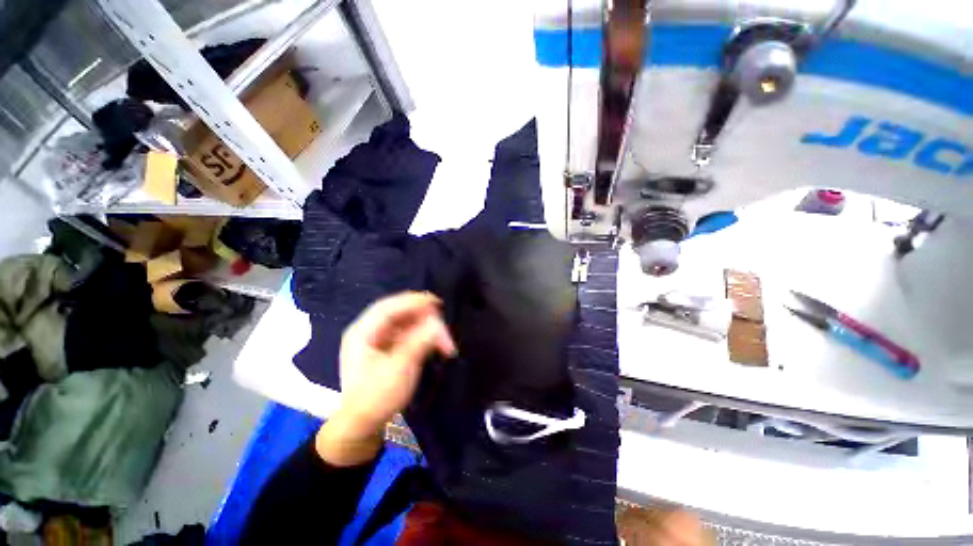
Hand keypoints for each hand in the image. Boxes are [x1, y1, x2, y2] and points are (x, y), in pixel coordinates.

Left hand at [316, 292, 456, 465]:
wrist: (362, 427)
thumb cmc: (376, 399)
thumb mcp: (399, 370)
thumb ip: (419, 343)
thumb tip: (437, 324)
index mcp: (362, 333)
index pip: (388, 308)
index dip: (412, 302)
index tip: (436, 303)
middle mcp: (369, 331)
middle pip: (399, 313)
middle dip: (423, 317)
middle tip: (443, 326)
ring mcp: (378, 339)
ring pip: (407, 323)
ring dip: (427, 328)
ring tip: (444, 341)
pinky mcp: (388, 348)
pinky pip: (409, 333)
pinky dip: (423, 336)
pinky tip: (435, 343)